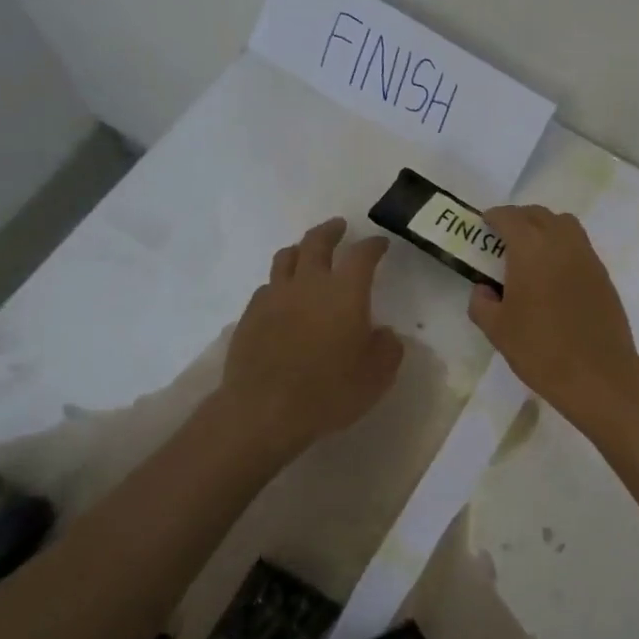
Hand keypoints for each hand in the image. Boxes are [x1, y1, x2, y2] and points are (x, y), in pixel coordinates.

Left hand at [218, 218, 404, 462]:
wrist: (264, 410)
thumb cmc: (330, 391)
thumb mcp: (377, 375)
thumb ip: (387, 348)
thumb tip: (382, 333)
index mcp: (346, 292)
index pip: (362, 255)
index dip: (373, 245)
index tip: (380, 243)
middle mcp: (309, 284)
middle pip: (317, 242)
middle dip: (331, 231)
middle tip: (339, 227)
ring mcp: (275, 297)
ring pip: (286, 257)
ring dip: (301, 249)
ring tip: (307, 251)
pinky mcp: (250, 315)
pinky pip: (267, 286)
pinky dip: (280, 282)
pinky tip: (284, 295)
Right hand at [468, 205, 638, 429]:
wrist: (598, 374)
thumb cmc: (541, 349)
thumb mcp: (497, 330)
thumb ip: (482, 303)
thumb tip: (484, 289)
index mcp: (531, 249)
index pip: (510, 217)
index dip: (494, 216)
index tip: (484, 224)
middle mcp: (562, 243)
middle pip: (539, 215)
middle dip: (519, 219)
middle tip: (504, 236)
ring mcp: (587, 257)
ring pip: (564, 225)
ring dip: (545, 228)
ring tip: (531, 251)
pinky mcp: (603, 275)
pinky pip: (579, 246)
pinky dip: (563, 247)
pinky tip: (554, 274)